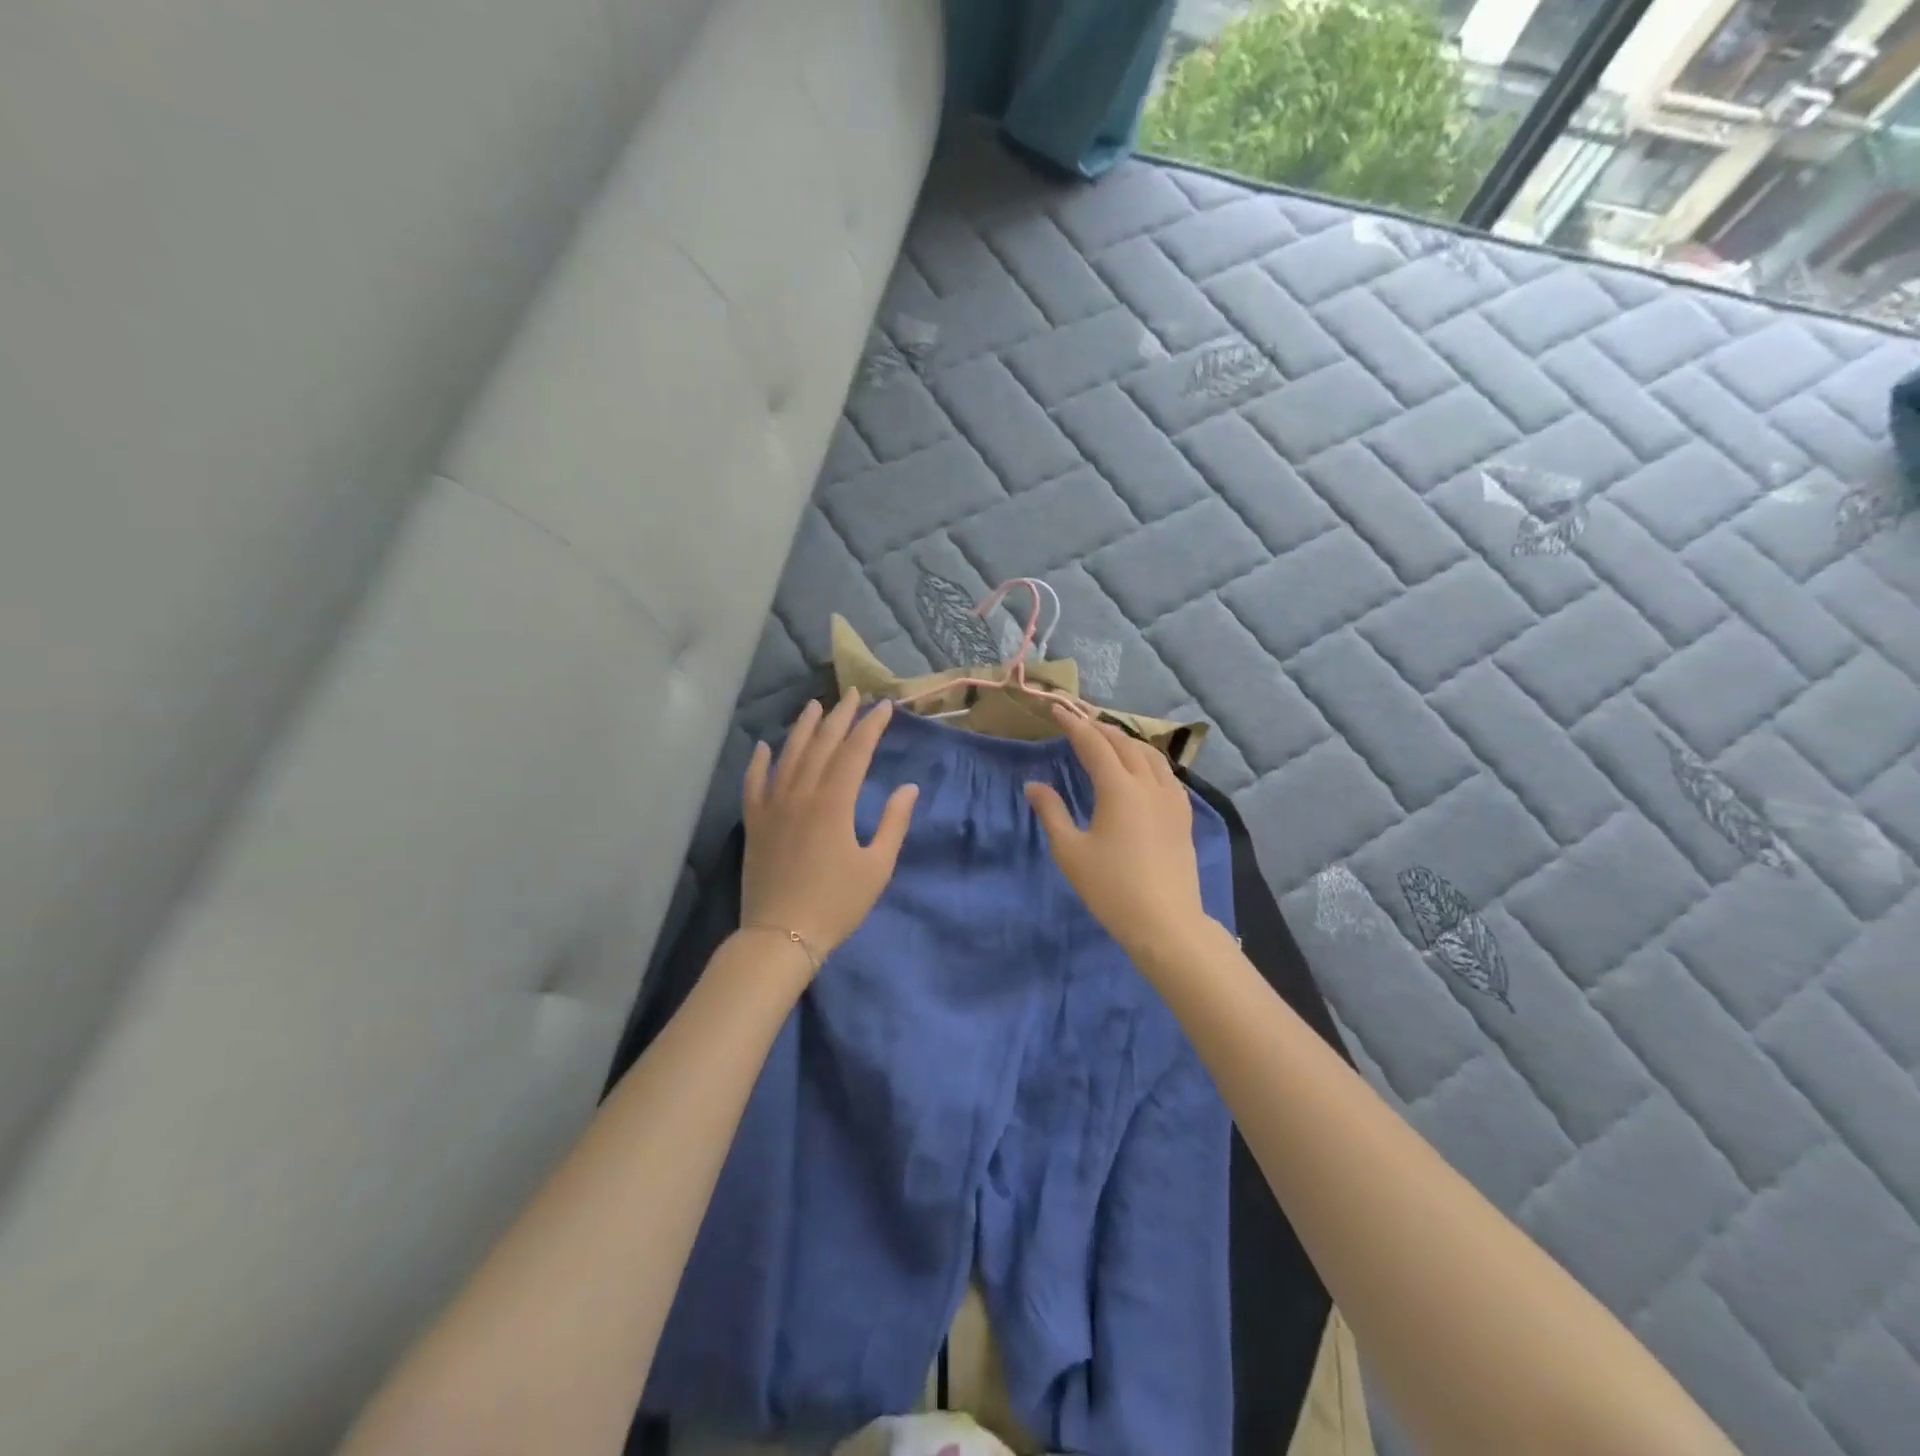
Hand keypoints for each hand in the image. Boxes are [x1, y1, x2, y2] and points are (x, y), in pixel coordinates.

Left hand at [741, 692, 917, 969]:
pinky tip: (764, 746)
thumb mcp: (877, 867)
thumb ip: (894, 823)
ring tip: (815, 705)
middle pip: (822, 745)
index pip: (855, 752)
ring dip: (803, 728)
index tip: (885, 707)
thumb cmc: (836, 904)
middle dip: (840, 717)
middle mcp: (801, 794)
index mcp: (834, 803)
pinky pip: (754, 783)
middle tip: (853, 695)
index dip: (871, 726)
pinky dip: (759, 762)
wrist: (781, 936)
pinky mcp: (754, 822)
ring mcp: (773, 806)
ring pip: (788, 755)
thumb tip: (908, 788)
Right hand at [1024, 709, 1210, 958]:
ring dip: (1125, 740)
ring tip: (1108, 738)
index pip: (1093, 744)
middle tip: (1079, 720)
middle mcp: (1148, 784)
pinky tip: (1142, 768)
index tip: (1056, 709)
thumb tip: (1033, 785)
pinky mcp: (1183, 815)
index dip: (1073, 724)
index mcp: (1119, 788)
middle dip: (1099, 727)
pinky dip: (1147, 759)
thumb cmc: (1111, 888)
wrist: (1165, 922)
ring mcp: (1171, 798)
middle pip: (1123, 743)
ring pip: (1149, 754)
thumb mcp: (1070, 851)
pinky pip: (1165, 772)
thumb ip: (1051, 812)